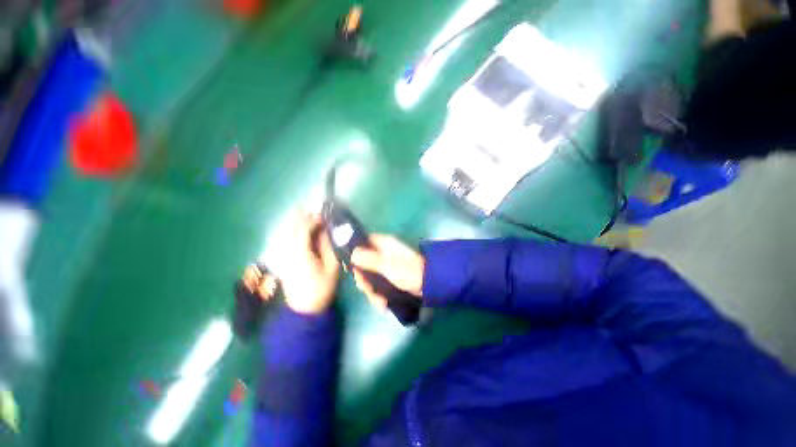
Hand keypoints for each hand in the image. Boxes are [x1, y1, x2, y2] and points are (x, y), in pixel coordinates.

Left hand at [279, 213, 339, 314]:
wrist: (304, 309)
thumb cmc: (322, 288)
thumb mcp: (332, 268)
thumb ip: (329, 247)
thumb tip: (326, 230)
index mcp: (301, 254)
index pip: (303, 230)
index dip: (313, 220)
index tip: (324, 215)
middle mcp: (288, 252)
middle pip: (291, 228)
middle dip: (302, 216)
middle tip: (315, 210)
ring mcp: (282, 256)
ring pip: (285, 232)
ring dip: (296, 221)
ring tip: (308, 215)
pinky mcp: (282, 259)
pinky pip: (284, 239)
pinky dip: (292, 230)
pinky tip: (299, 229)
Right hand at [351, 235, 424, 310]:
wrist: (428, 284)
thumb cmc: (408, 271)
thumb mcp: (387, 266)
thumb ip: (369, 259)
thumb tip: (353, 253)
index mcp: (383, 245)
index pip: (363, 243)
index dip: (354, 253)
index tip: (350, 268)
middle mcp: (384, 253)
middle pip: (364, 263)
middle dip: (364, 279)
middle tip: (366, 289)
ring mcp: (387, 265)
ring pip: (371, 276)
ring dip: (372, 291)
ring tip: (380, 302)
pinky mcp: (391, 277)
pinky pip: (379, 284)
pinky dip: (379, 294)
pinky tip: (383, 304)